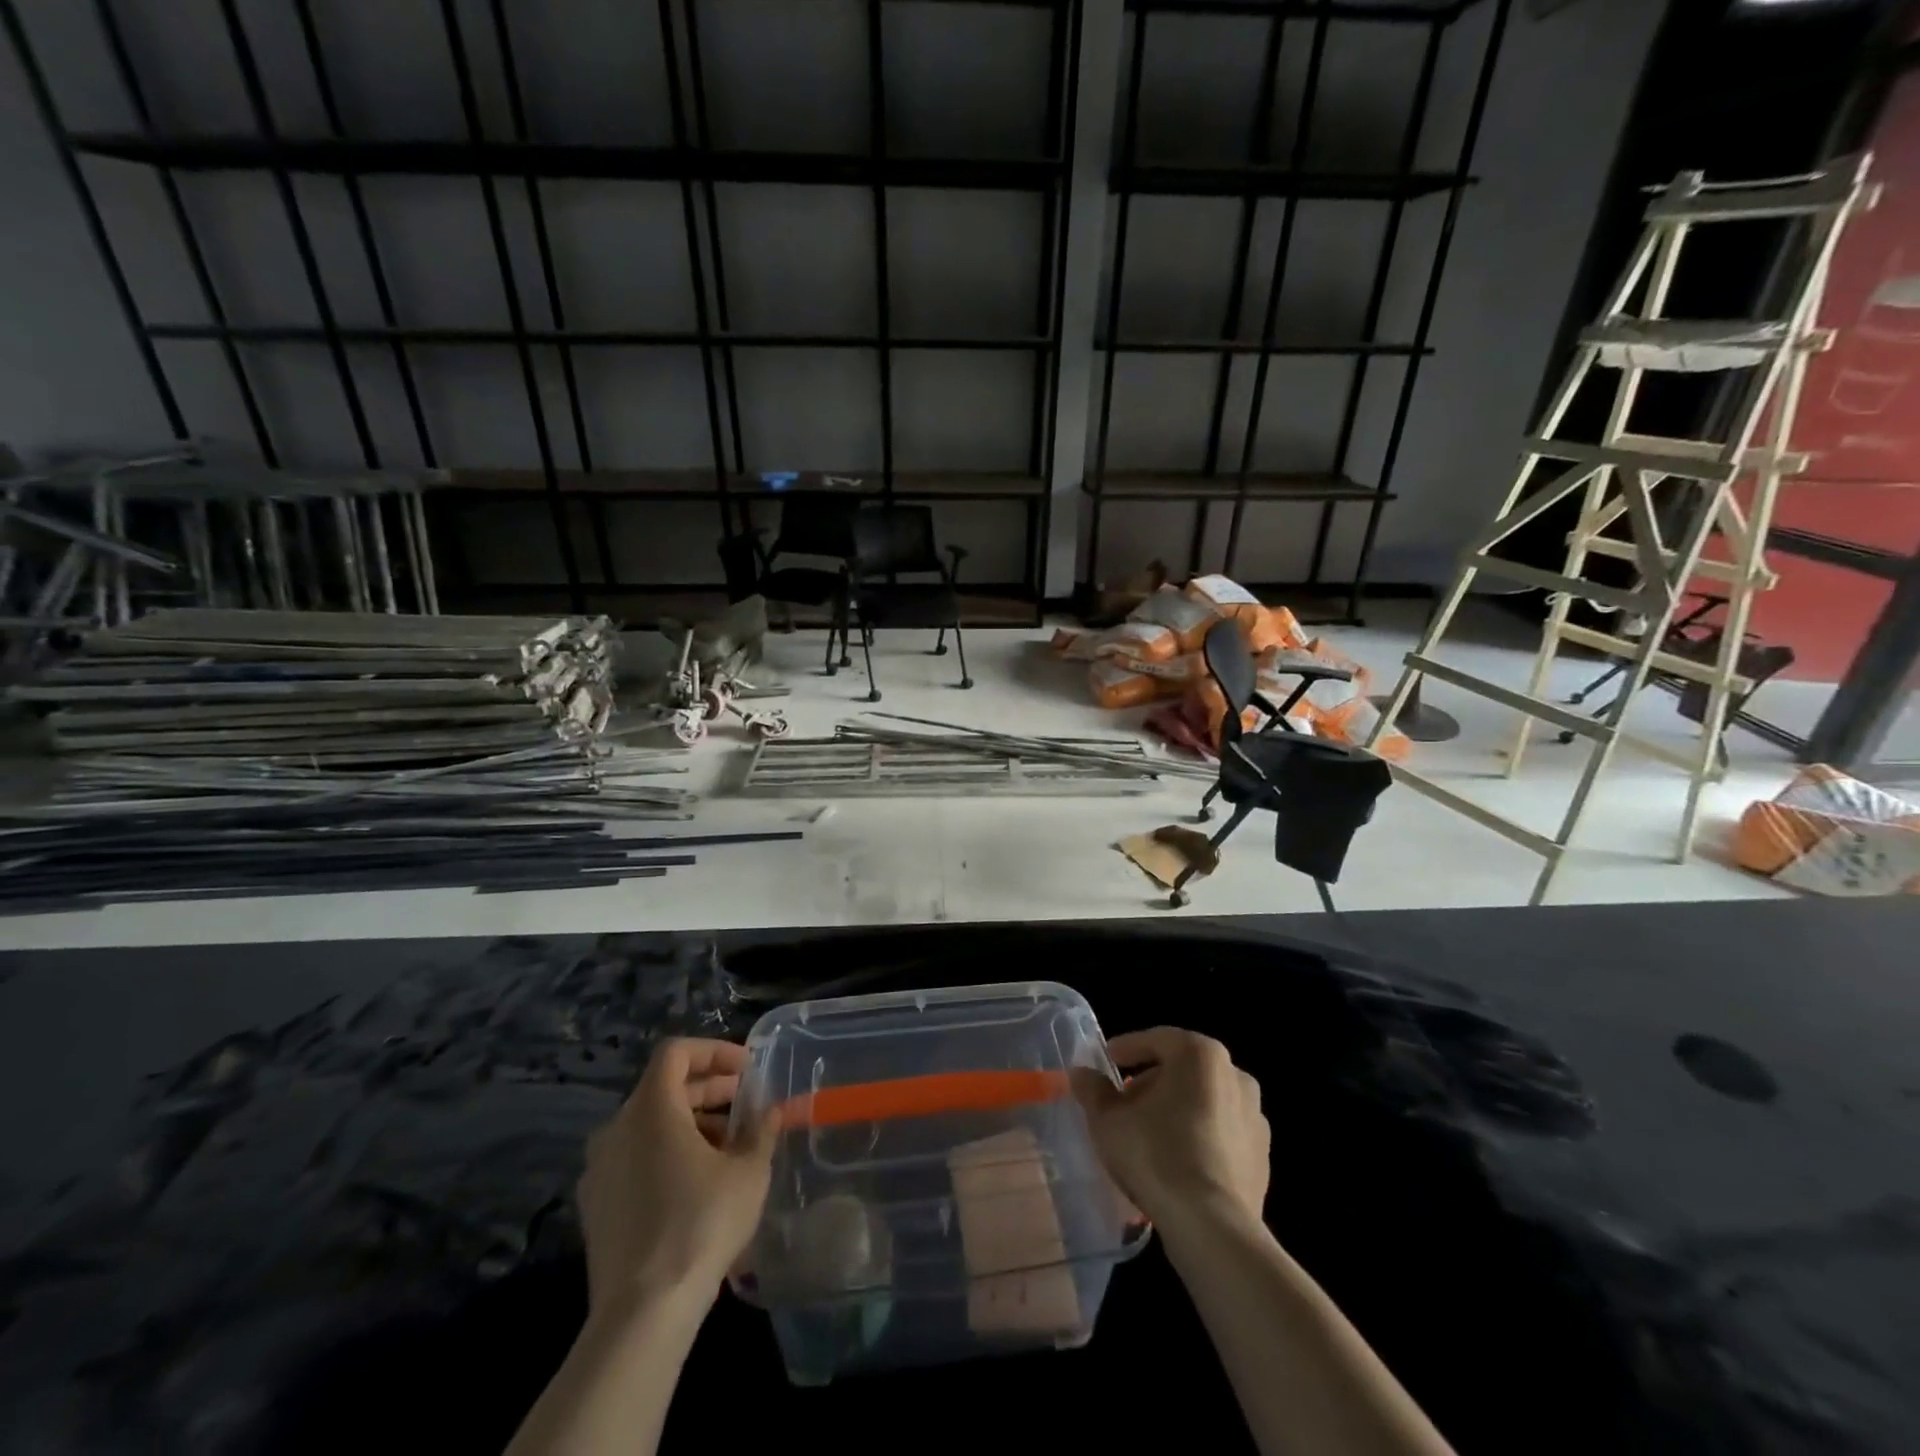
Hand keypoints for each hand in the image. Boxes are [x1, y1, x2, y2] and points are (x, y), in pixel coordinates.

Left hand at [577, 1038, 778, 1317]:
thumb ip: (760, 1131)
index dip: (714, 1051)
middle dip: (709, 1089)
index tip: (747, 1068)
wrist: (642, 1314)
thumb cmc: (701, 1225)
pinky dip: (667, 1153)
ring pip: (649, 1125)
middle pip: (664, 1087)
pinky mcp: (596, 1206)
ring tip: (729, 1147)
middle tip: (746, 1103)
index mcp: (650, 1109)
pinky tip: (698, 1183)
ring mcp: (600, 1169)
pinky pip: (635, 1158)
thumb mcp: (748, 1172)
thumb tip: (770, 1111)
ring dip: (691, 1122)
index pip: (676, 1052)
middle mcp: (616, 1129)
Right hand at [1072, 1027, 1269, 1233]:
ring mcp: (1254, 1116)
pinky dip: (1197, 1136)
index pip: (1155, 1040)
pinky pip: (1220, 1133)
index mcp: (1200, 1054)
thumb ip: (1093, 1090)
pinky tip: (1175, 1162)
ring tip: (1147, 1135)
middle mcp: (1234, 1075)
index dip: (1126, 1050)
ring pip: (1203, 1101)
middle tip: (1123, 1103)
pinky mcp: (1262, 1156)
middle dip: (1150, 1082)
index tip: (1106, 1063)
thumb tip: (1082, 1074)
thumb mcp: (1108, 1120)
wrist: (1213, 1228)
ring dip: (1175, 1109)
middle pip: (1181, 1069)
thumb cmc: (1156, 1155)